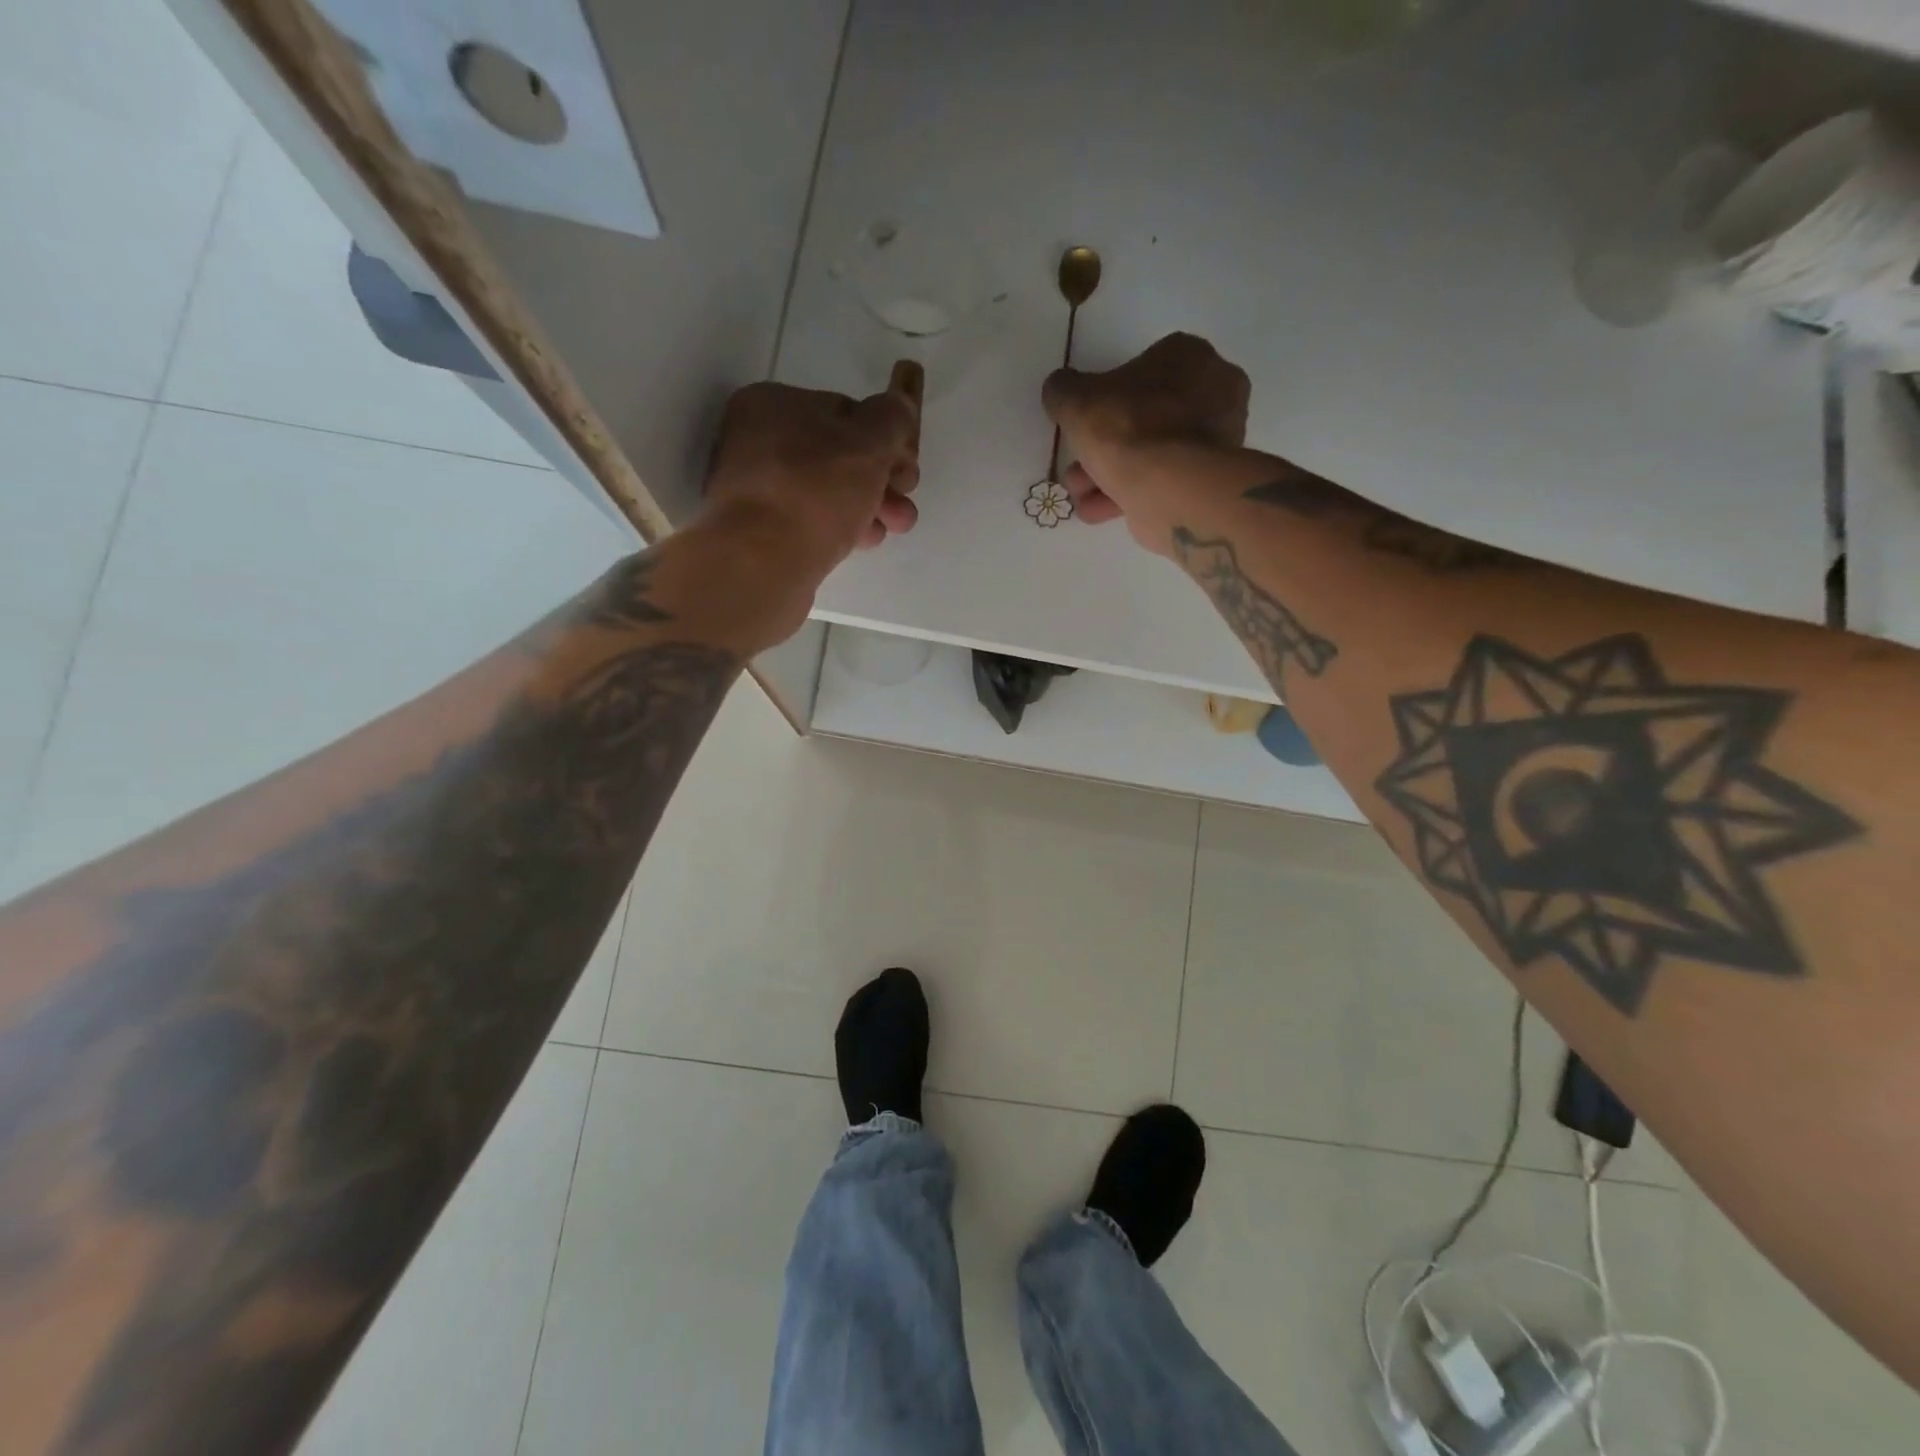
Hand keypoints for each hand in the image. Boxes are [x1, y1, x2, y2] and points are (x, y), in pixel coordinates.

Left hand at [703, 362, 922, 572]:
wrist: (761, 564)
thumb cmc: (814, 491)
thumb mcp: (867, 444)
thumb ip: (891, 418)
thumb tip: (900, 403)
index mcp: (773, 403)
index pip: (845, 411)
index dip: (886, 438)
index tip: (908, 468)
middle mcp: (757, 440)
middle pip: (838, 454)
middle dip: (882, 478)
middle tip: (905, 502)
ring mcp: (756, 488)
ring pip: (828, 490)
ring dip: (869, 505)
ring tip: (894, 526)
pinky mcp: (761, 531)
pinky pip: (811, 519)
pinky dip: (841, 527)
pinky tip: (864, 541)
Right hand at [1042, 333, 1250, 553]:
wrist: (1168, 487)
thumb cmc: (1127, 428)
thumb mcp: (1076, 400)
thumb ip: (1063, 390)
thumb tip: (1060, 391)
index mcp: (1190, 357)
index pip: (1143, 367)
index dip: (1107, 396)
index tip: (1085, 421)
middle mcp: (1212, 393)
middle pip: (1144, 417)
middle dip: (1104, 446)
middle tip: (1076, 466)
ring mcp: (1215, 441)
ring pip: (1151, 453)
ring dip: (1109, 474)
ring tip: (1079, 494)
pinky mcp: (1207, 482)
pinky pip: (1160, 481)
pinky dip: (1127, 494)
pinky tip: (1095, 510)